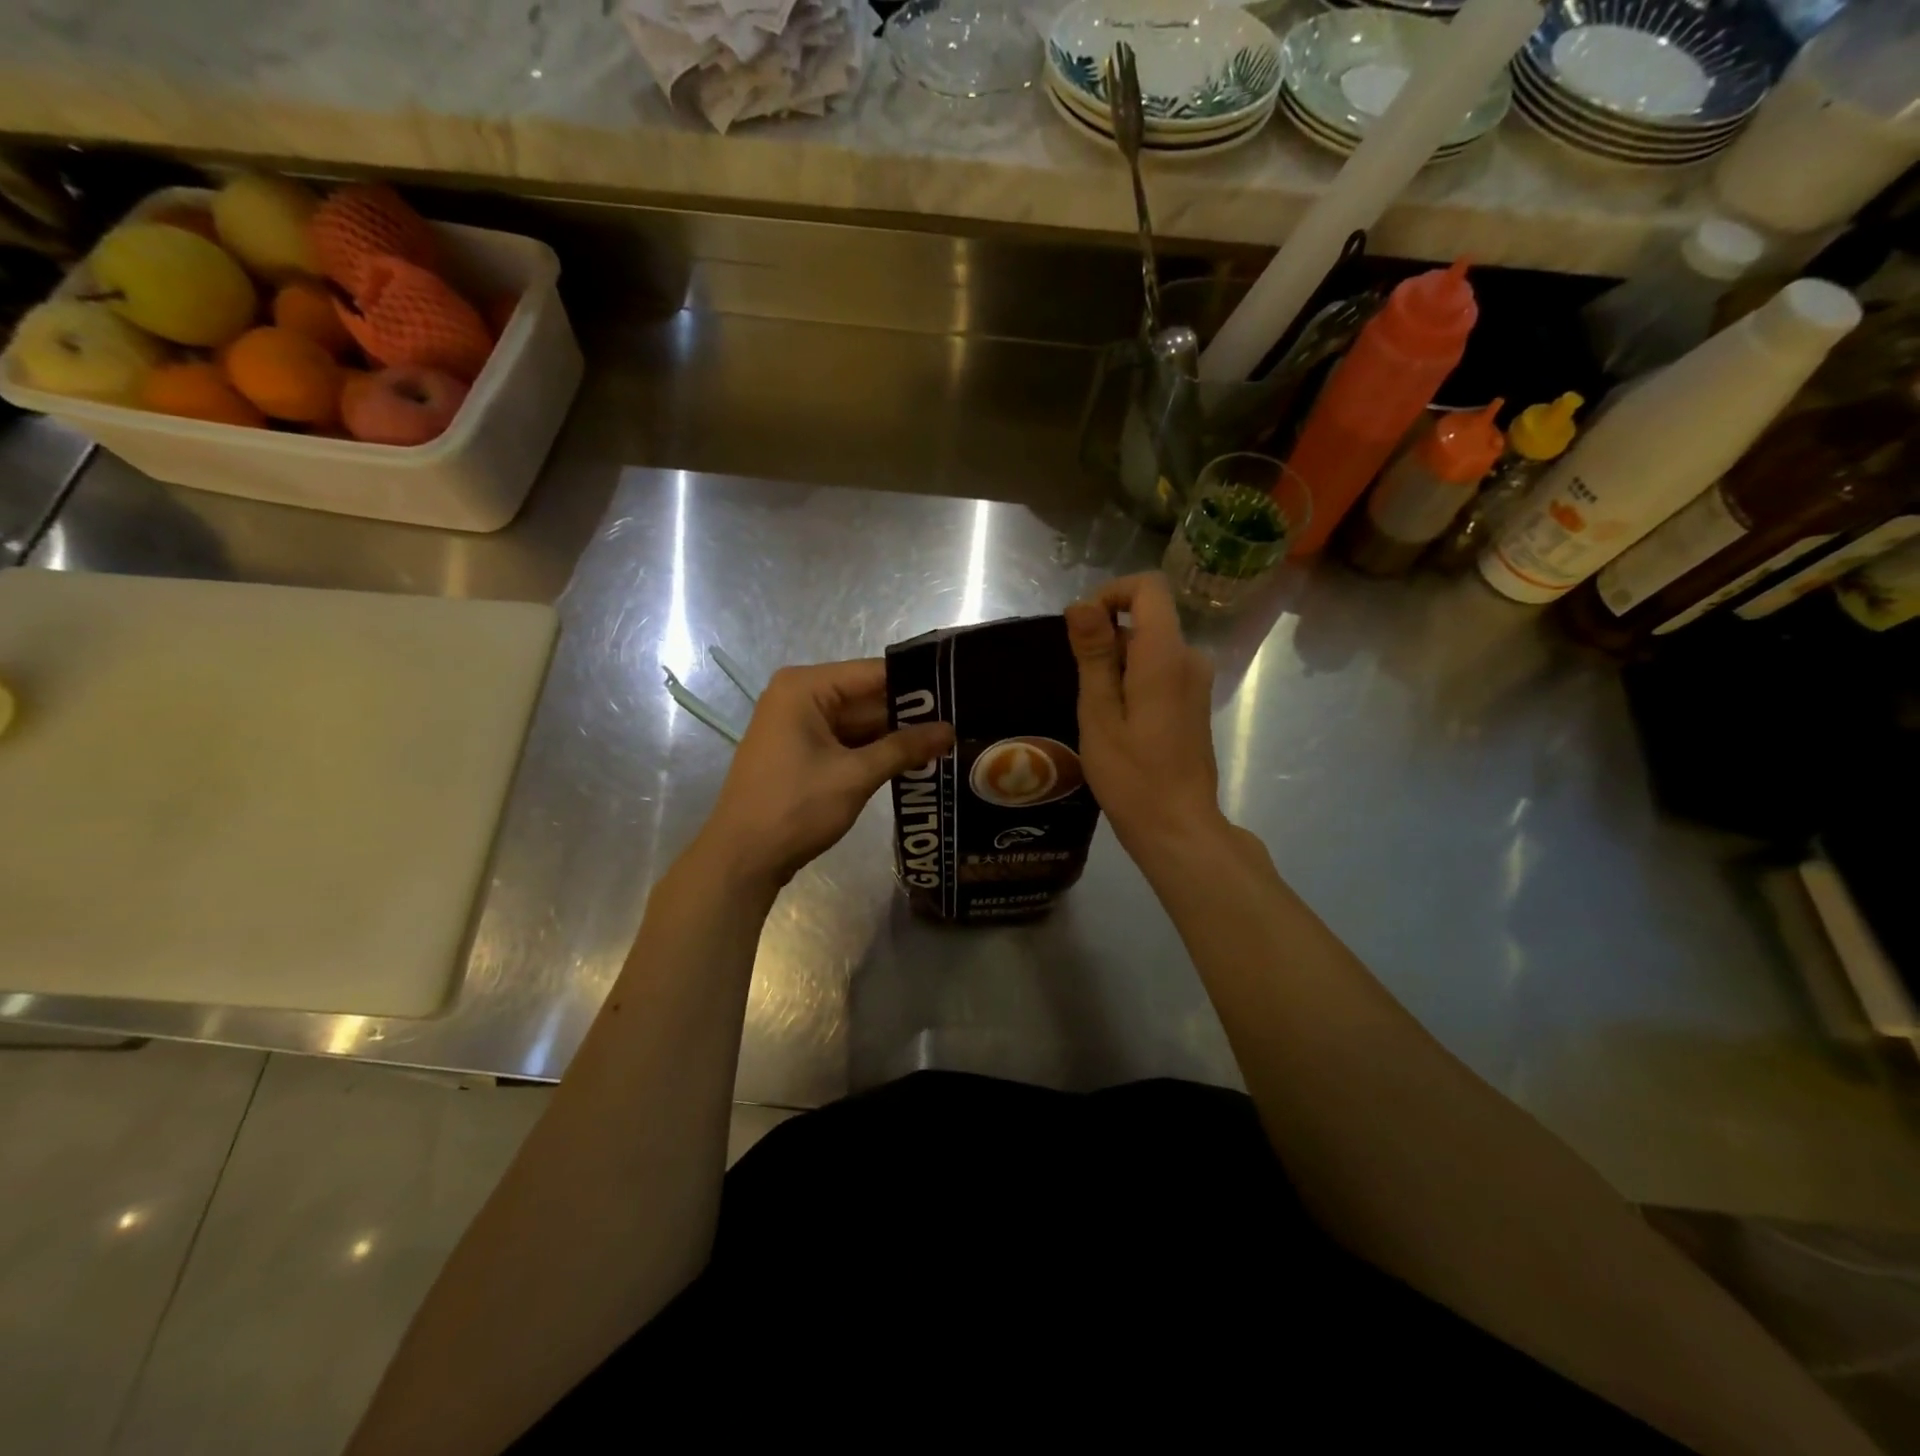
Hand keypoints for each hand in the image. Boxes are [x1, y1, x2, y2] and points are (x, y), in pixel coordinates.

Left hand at [696, 659, 953, 891]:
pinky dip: (876, 752)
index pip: (874, 673)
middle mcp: (800, 697)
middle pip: (868, 697)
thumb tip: (950, 730)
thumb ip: (904, 748)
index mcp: (806, 687)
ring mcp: (800, 726)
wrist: (742, 859)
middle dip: (910, 713)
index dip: (918, 682)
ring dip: (897, 736)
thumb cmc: (794, 808)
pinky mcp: (803, 752)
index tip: (960, 691)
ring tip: (949, 741)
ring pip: (860, 722)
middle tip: (962, 720)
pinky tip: (916, 760)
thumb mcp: (855, 776)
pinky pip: (847, 742)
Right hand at [1066, 573, 1225, 864]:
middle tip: (1084, 691)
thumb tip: (1082, 604)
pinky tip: (1118, 723)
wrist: (1177, 826)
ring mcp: (1196, 681)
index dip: (1111, 594)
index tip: (1082, 629)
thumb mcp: (1099, 713)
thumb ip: (1094, 654)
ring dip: (1117, 666)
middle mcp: (1190, 659)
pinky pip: (1160, 670)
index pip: (1148, 588)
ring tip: (1098, 713)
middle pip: (1146, 620)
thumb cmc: (1131, 775)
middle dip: (1107, 640)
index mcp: (1165, 656)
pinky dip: (1133, 681)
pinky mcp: (1194, 701)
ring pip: (1149, 648)